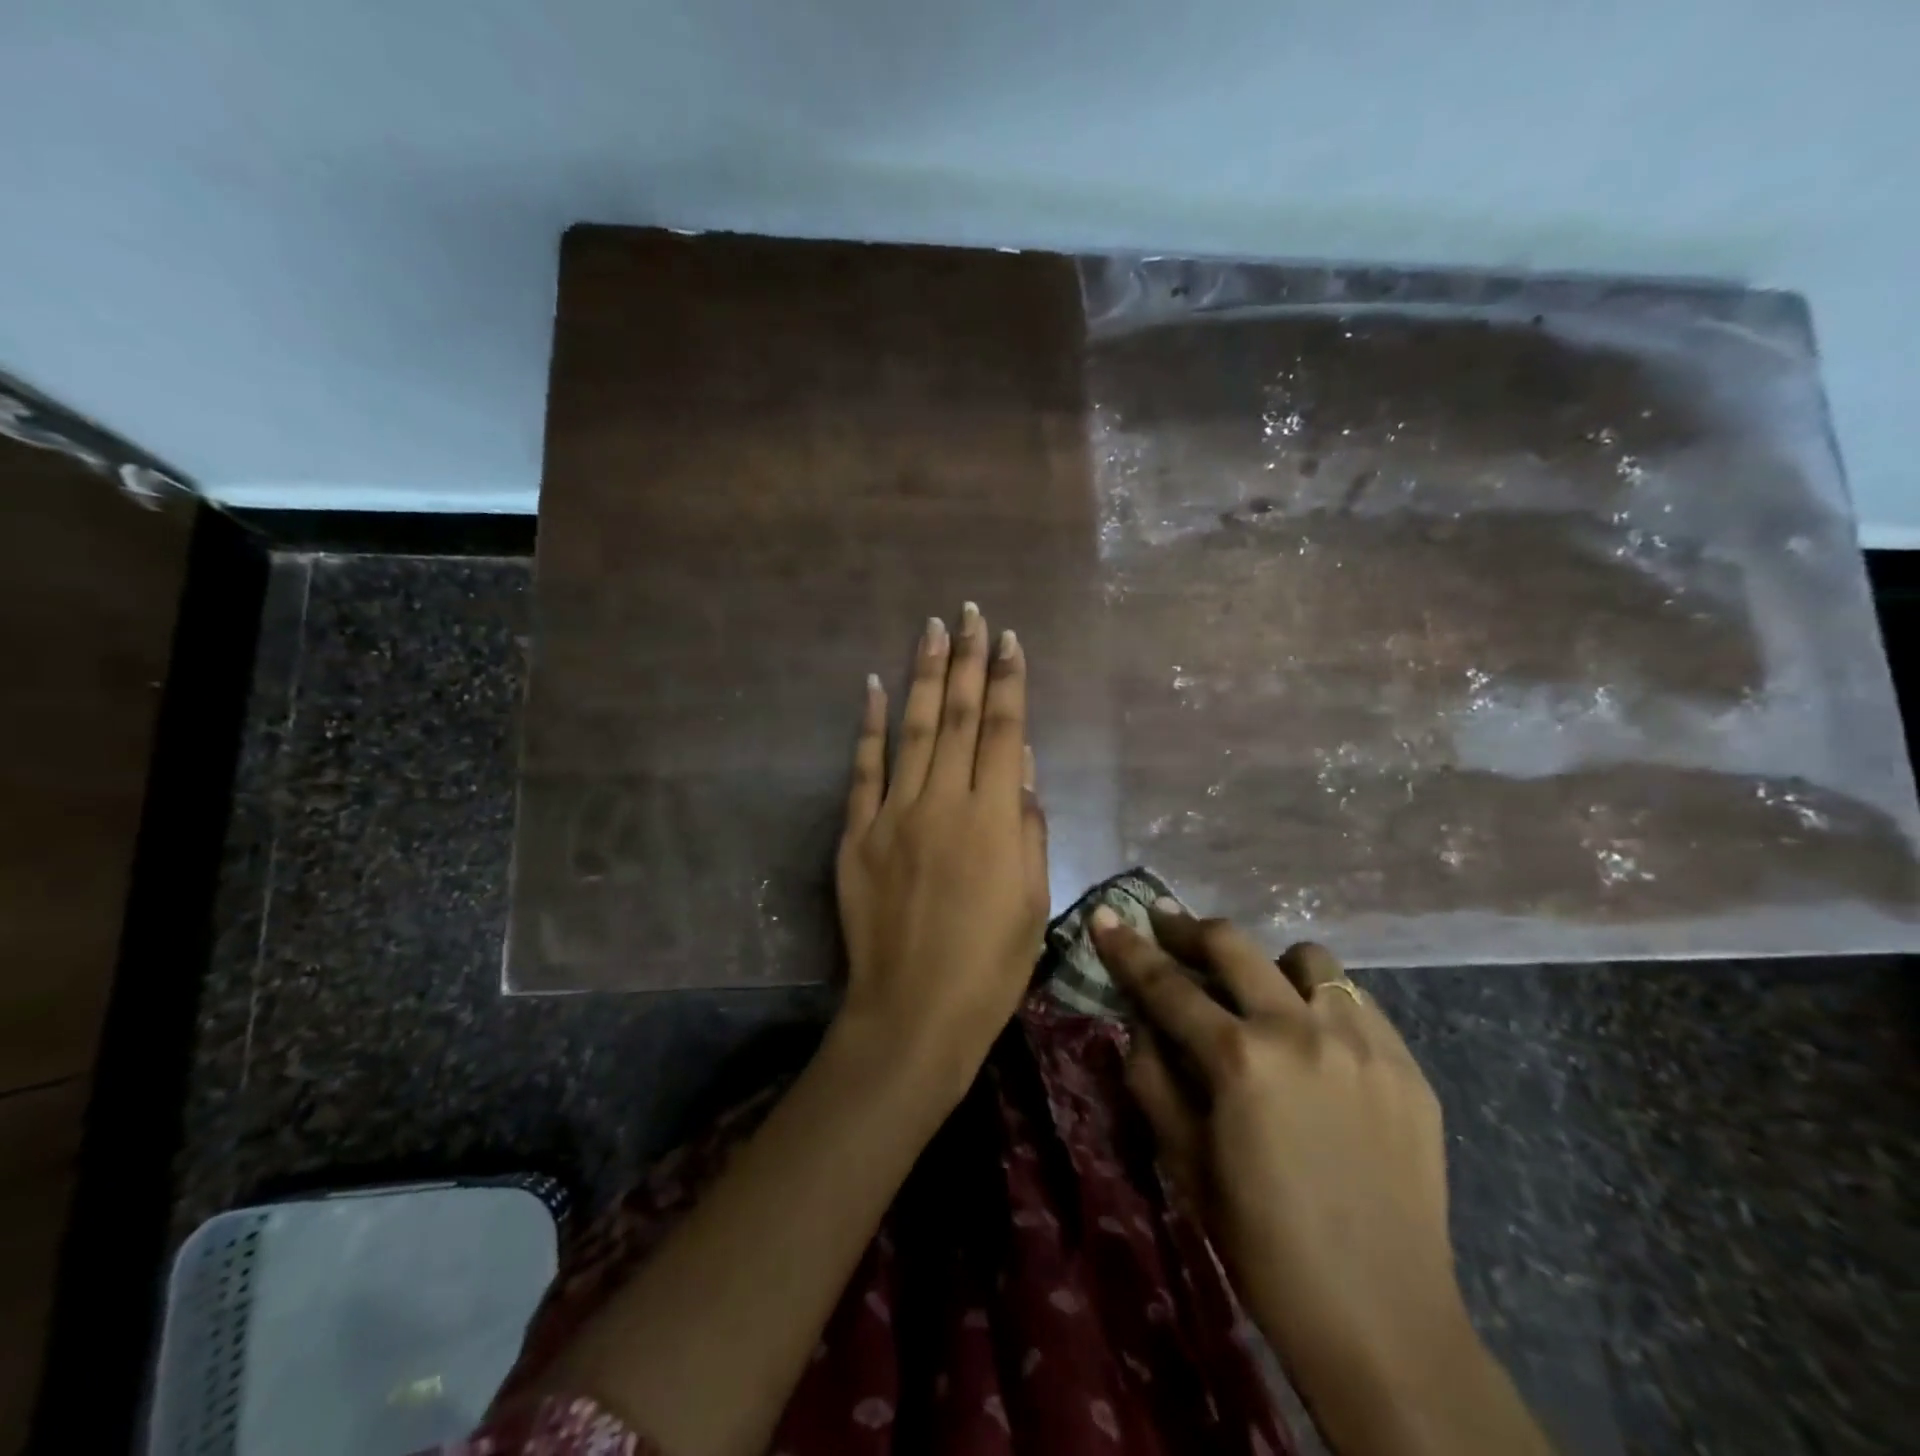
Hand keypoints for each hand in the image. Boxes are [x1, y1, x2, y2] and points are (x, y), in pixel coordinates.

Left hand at [834, 604, 1049, 1093]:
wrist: (913, 1013)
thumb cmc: (990, 966)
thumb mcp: (1034, 901)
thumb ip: (1030, 828)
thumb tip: (1025, 768)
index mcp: (995, 819)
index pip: (1006, 732)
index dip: (1010, 682)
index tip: (1011, 640)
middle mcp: (944, 802)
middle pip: (960, 717)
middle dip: (969, 660)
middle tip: (971, 613)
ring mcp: (893, 814)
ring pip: (914, 729)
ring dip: (925, 675)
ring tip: (932, 630)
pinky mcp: (857, 834)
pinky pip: (864, 769)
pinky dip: (870, 726)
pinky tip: (874, 687)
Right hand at [1093, 908, 1549, 1455]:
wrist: (1384, 1320)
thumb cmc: (1264, 1245)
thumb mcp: (1184, 1161)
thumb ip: (1152, 1077)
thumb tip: (1141, 1021)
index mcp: (1240, 1060)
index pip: (1167, 984)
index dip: (1128, 948)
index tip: (1106, 917)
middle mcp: (1301, 1030)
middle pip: (1233, 945)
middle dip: (1188, 929)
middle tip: (1165, 924)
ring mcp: (1363, 1042)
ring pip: (1307, 959)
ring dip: (1268, 964)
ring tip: (1255, 992)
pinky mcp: (1406, 1064)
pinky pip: (1356, 1001)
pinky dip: (1322, 1002)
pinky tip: (1313, 1038)